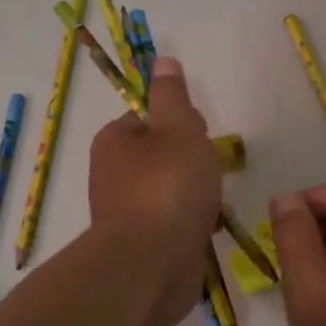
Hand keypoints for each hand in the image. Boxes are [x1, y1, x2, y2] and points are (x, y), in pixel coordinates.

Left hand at [88, 57, 220, 325]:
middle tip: (211, 174)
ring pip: (171, 192)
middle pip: (163, 157)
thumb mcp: (178, 129)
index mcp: (115, 141)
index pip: (149, 119)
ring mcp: (126, 213)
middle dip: (193, 164)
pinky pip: (173, 224)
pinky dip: (192, 225)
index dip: (180, 123)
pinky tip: (207, 232)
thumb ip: (172, 96)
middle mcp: (113, 175)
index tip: (202, 136)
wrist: (152, 265)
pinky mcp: (142, 246)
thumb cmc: (168, 187)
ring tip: (213, 206)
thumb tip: (162, 60)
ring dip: (197, 197)